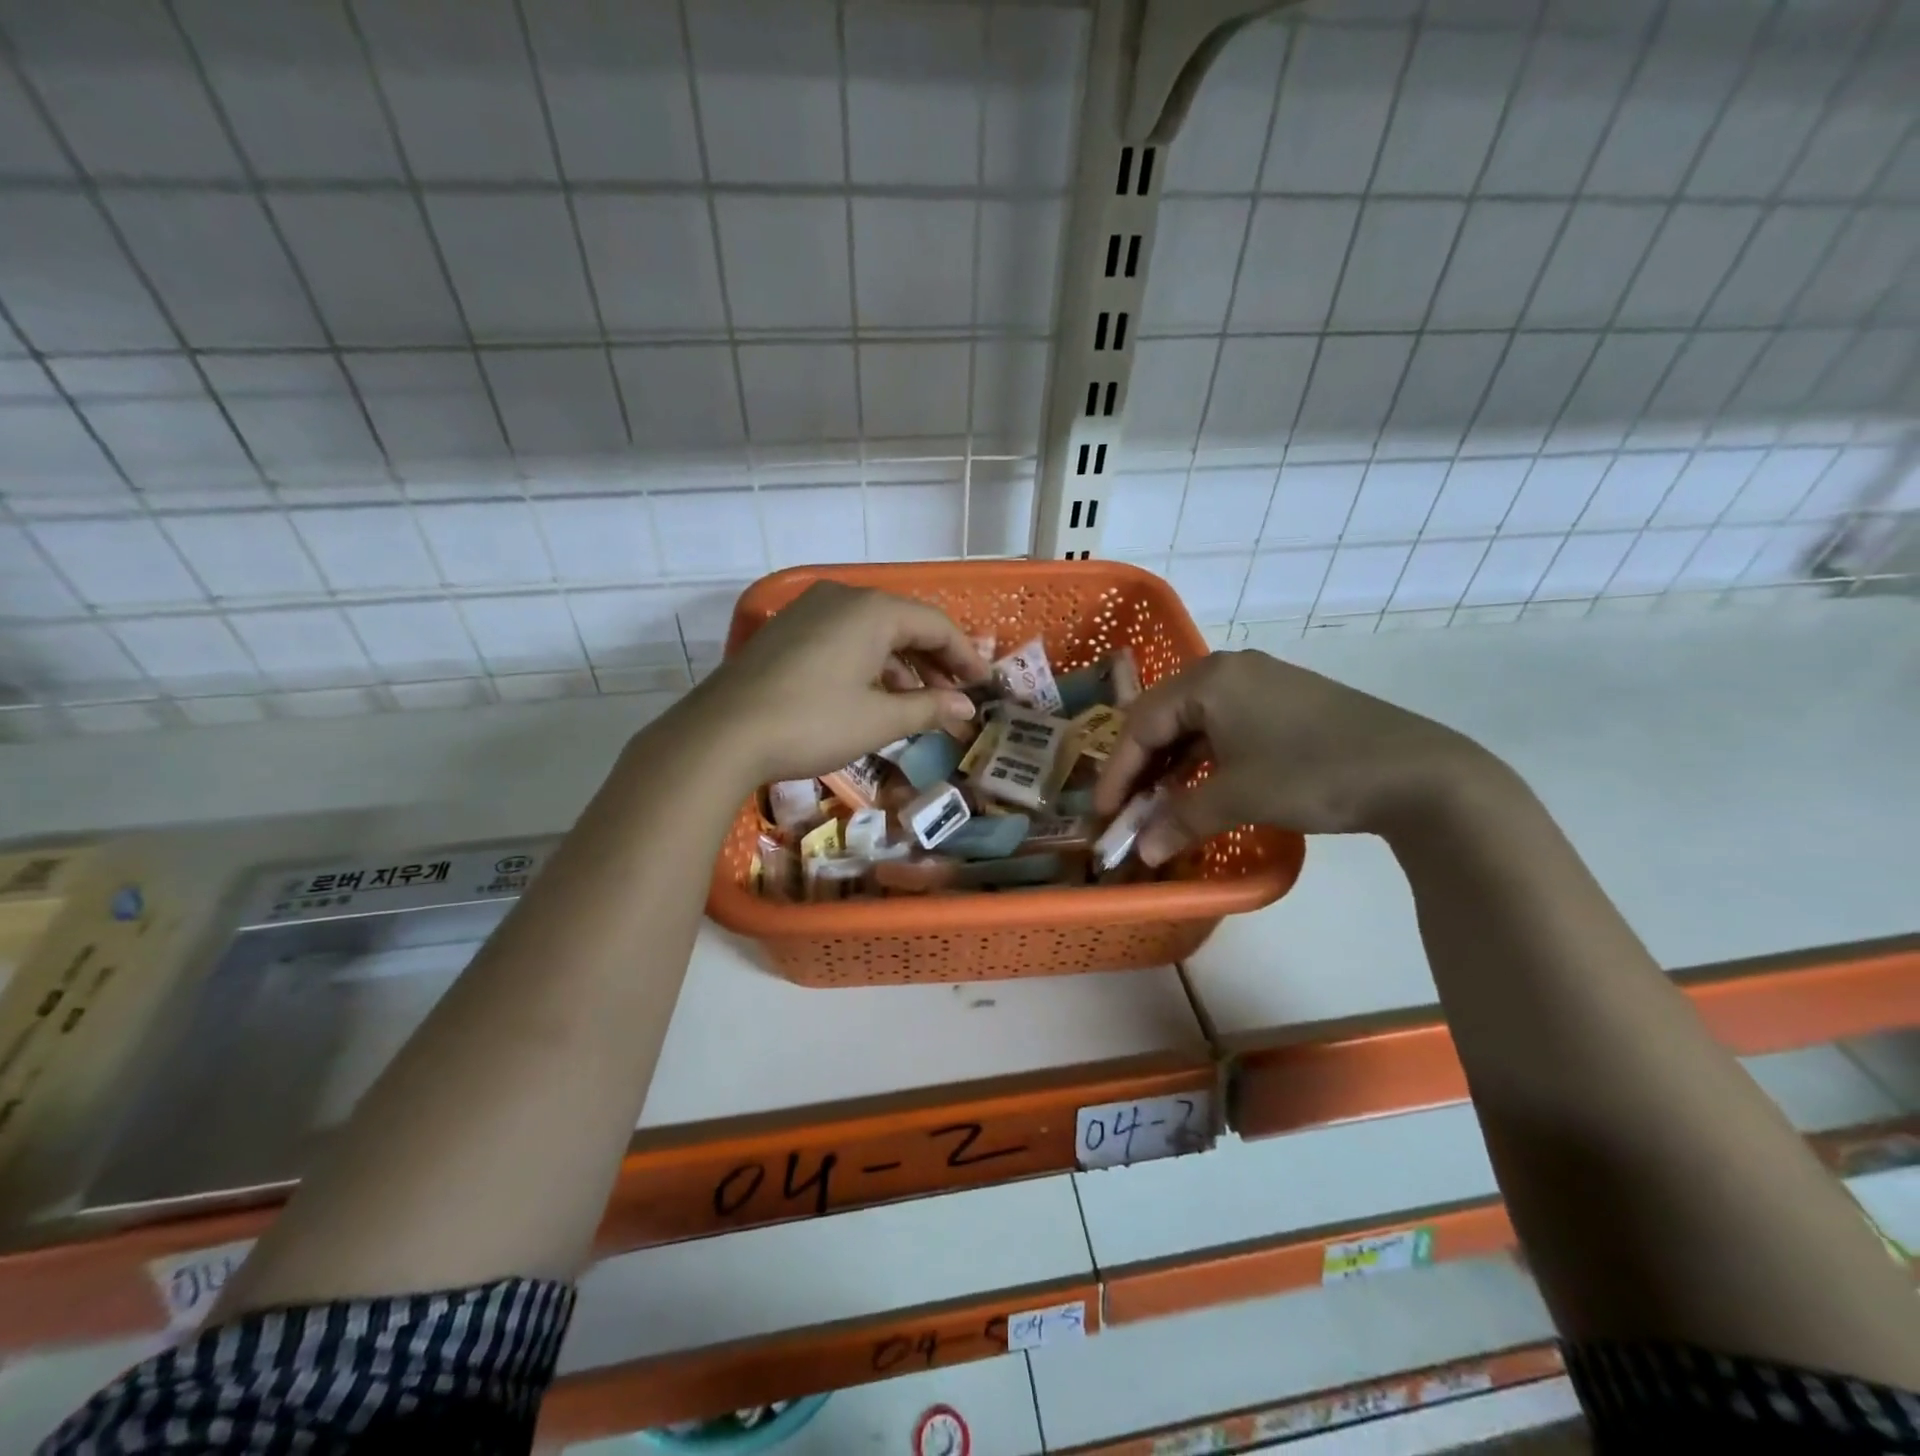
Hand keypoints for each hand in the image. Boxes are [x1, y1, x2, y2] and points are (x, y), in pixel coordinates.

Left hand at [687, 582, 988, 783]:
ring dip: (901, 665)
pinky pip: (843, 638)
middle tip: (955, 695)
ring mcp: (809, 611)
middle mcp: (843, 598)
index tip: (983, 685)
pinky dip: (868, 664)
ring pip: (872, 632)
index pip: (935, 624)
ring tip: (918, 703)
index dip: (965, 655)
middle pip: (904, 623)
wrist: (723, 734)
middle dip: (934, 661)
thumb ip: (929, 707)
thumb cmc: (813, 722)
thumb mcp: (879, 719)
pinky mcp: (787, 631)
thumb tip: (966, 707)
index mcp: (872, 610)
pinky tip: (873, 696)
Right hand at [1093, 650, 1494, 863]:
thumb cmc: (1314, 773)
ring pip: (1193, 726)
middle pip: (1163, 719)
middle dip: (1140, 769)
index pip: (1141, 724)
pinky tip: (1197, 791)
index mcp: (1209, 678)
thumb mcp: (1239, 797)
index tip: (1103, 815)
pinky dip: (1203, 763)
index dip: (1117, 773)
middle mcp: (1229, 671)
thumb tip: (1140, 852)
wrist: (1419, 773)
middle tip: (1125, 811)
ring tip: (1157, 807)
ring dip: (1171, 768)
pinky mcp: (1284, 705)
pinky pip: (1223, 730)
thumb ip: (1180, 820)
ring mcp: (1260, 685)